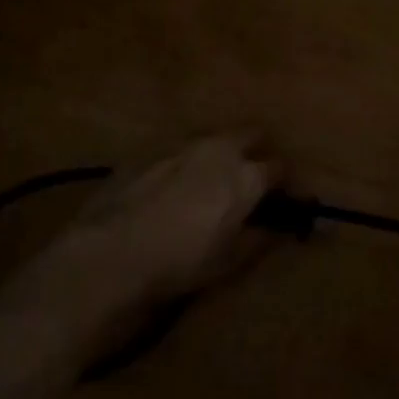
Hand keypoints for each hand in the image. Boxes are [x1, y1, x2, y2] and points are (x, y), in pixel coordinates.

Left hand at [63, 134, 282, 305]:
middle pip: (251, 134)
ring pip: (213, 137)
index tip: (289, 199)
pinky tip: (173, 186)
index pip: (281, 167)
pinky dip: (186, 161)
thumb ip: (261, 238)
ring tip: (213, 180)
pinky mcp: (146, 151)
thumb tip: (281, 228)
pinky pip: (178, 149)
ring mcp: (179, 145)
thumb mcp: (230, 261)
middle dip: (259, 150)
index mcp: (245, 175)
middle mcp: (218, 148)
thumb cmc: (180, 264)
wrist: (109, 255)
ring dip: (221, 151)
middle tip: (254, 178)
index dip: (288, 183)